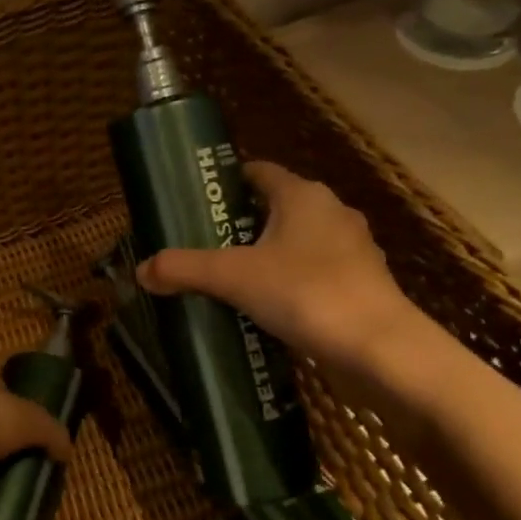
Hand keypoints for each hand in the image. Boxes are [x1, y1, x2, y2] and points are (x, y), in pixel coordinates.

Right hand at [135, 161, 424, 381]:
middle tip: (202, 244)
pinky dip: (288, 281)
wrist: (379, 347)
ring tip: (229, 278)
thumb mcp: (232, 278)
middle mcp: (331, 213)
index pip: (258, 172)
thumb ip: (183, 270)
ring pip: (297, 241)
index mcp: (302, 196)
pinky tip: (266, 306)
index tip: (196, 201)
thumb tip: (141, 271)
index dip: (226, 182)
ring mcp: (351, 249)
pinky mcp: (361, 283)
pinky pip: (314, 271)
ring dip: (266, 254)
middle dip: (239, 223)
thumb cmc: (305, 293)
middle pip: (275, 207)